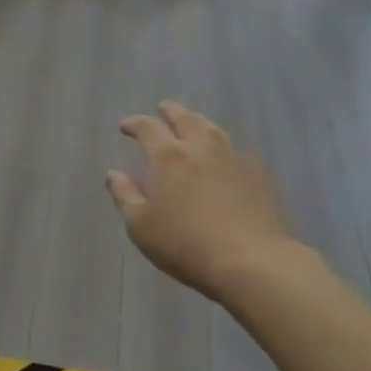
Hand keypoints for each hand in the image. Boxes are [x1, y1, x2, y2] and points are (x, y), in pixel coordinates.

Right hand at [106, 101, 291, 300]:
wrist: (251, 261)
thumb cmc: (186, 244)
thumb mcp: (141, 226)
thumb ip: (125, 196)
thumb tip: (114, 174)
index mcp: (168, 157)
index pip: (148, 128)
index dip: (134, 124)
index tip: (125, 126)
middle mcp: (200, 148)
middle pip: (184, 118)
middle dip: (170, 112)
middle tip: (162, 109)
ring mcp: (232, 158)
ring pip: (212, 129)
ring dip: (197, 121)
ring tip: (192, 123)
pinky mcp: (256, 174)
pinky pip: (235, 149)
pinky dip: (222, 145)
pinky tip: (223, 155)